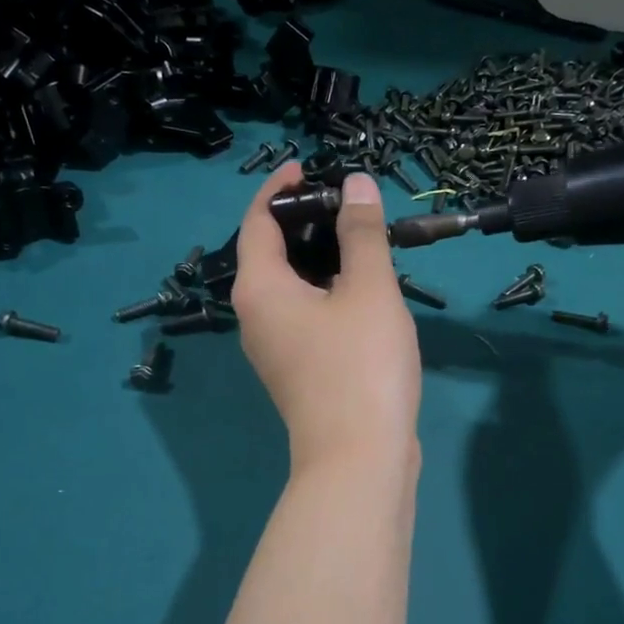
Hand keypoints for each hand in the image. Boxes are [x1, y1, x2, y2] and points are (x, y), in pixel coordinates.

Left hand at [234, 166, 421, 471]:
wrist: (360, 457)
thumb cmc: (360, 365)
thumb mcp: (368, 289)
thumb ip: (361, 233)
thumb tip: (355, 184)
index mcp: (259, 289)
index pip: (256, 222)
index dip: (279, 189)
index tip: (307, 166)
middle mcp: (255, 317)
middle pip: (270, 254)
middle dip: (305, 223)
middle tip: (348, 204)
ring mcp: (275, 349)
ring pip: (291, 288)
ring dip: (321, 260)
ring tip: (363, 241)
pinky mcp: (298, 371)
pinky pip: (305, 315)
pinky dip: (327, 292)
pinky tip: (365, 291)